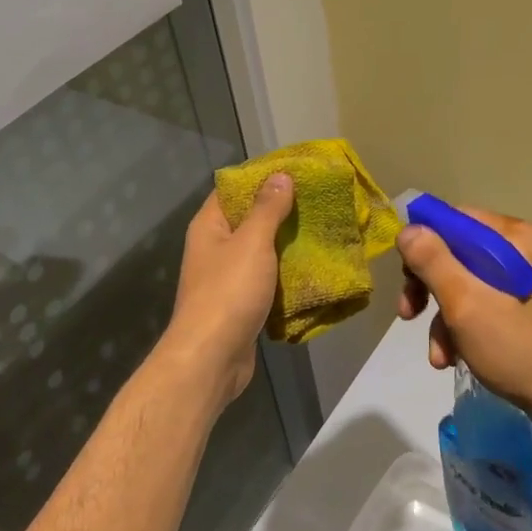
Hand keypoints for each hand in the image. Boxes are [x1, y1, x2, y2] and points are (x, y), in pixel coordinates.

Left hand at [158, 173, 295, 406]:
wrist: (211, 359)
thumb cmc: (228, 292)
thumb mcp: (252, 242)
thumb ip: (267, 209)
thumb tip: (280, 175)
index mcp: (209, 226)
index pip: (233, 189)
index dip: (261, 178)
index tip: (296, 171)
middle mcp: (214, 247)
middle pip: (249, 220)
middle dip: (281, 212)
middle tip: (317, 201)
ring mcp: (226, 277)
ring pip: (260, 252)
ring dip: (286, 244)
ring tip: (321, 230)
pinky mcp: (241, 303)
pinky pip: (266, 279)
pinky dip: (285, 274)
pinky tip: (312, 268)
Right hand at [397, 205, 531, 419]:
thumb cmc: (518, 348)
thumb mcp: (466, 303)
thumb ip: (433, 261)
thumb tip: (408, 230)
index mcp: (518, 238)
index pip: (457, 220)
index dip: (425, 242)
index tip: (405, 275)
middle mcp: (526, 250)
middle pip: (460, 252)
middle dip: (430, 287)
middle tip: (408, 313)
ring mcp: (530, 279)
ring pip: (469, 282)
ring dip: (444, 317)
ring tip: (439, 355)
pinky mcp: (530, 305)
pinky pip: (486, 301)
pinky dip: (465, 326)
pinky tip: (455, 358)